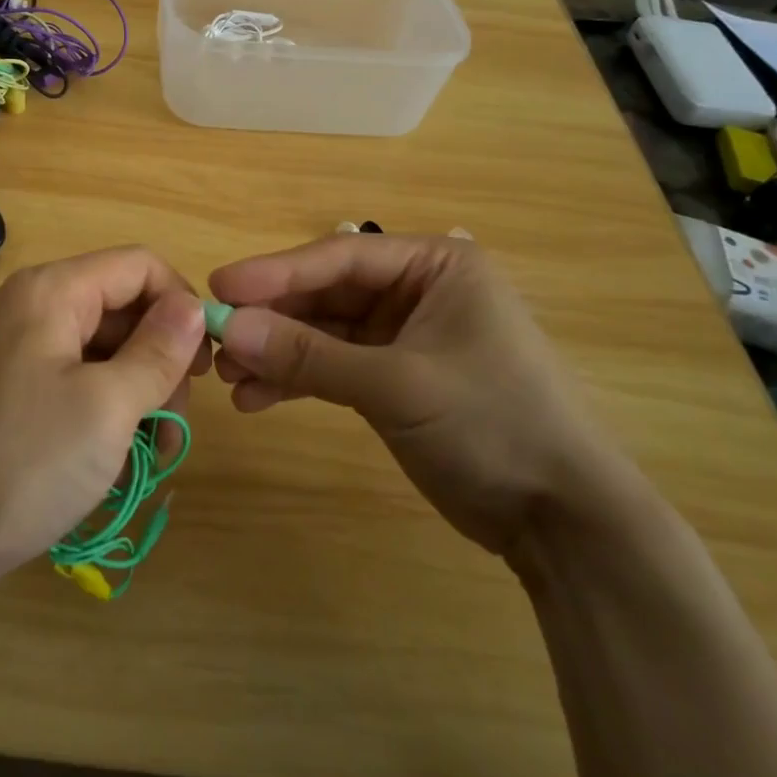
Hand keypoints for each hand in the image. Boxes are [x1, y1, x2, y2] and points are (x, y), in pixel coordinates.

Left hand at [0, 248, 210, 601]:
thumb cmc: (21, 466)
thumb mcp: (108, 408)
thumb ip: (158, 350)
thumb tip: (194, 306)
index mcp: (51, 291)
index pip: (140, 266)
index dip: (181, 306)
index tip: (203, 368)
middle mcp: (30, 306)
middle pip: (121, 309)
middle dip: (160, 362)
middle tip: (172, 429)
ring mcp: (13, 348)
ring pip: (100, 350)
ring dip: (136, 395)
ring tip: (147, 457)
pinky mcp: (6, 388)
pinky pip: (71, 379)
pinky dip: (101, 411)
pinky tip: (110, 460)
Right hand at [209, 233, 626, 556]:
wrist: (562, 520)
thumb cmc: (492, 425)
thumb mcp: (395, 384)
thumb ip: (308, 355)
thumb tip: (226, 328)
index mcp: (434, 266)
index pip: (339, 255)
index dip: (275, 271)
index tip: (218, 287)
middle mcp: (417, 290)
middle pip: (326, 293)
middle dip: (272, 319)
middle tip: (214, 339)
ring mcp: (404, 335)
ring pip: (324, 332)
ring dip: (278, 352)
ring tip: (229, 377)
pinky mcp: (395, 377)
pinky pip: (334, 366)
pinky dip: (298, 381)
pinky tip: (257, 399)